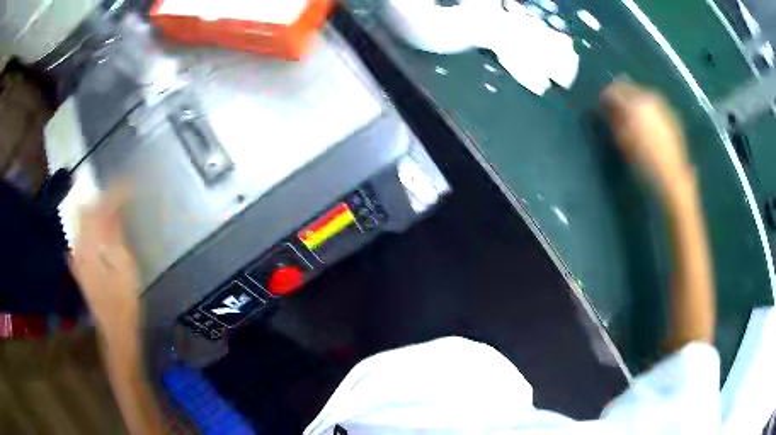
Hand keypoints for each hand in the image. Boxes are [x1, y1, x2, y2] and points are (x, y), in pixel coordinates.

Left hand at [69, 187, 139, 346]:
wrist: (115, 331)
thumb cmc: (124, 302)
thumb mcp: (124, 267)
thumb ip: (115, 234)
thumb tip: (113, 207)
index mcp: (89, 248)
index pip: (97, 209)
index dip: (113, 193)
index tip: (129, 184)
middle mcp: (78, 247)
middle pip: (85, 211)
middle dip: (102, 197)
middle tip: (121, 193)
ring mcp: (77, 256)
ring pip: (82, 221)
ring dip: (96, 209)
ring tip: (113, 206)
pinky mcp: (79, 264)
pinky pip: (82, 234)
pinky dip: (92, 224)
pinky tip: (102, 228)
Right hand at [601, 80, 692, 194]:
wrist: (671, 177)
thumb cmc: (643, 162)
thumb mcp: (622, 141)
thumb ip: (613, 118)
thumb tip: (606, 105)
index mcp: (633, 102)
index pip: (614, 89)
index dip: (606, 96)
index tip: (602, 105)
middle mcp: (648, 97)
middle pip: (629, 87)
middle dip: (621, 95)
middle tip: (616, 109)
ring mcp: (661, 105)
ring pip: (643, 94)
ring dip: (635, 101)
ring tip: (632, 116)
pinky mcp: (671, 114)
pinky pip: (654, 104)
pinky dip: (647, 109)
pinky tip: (647, 123)